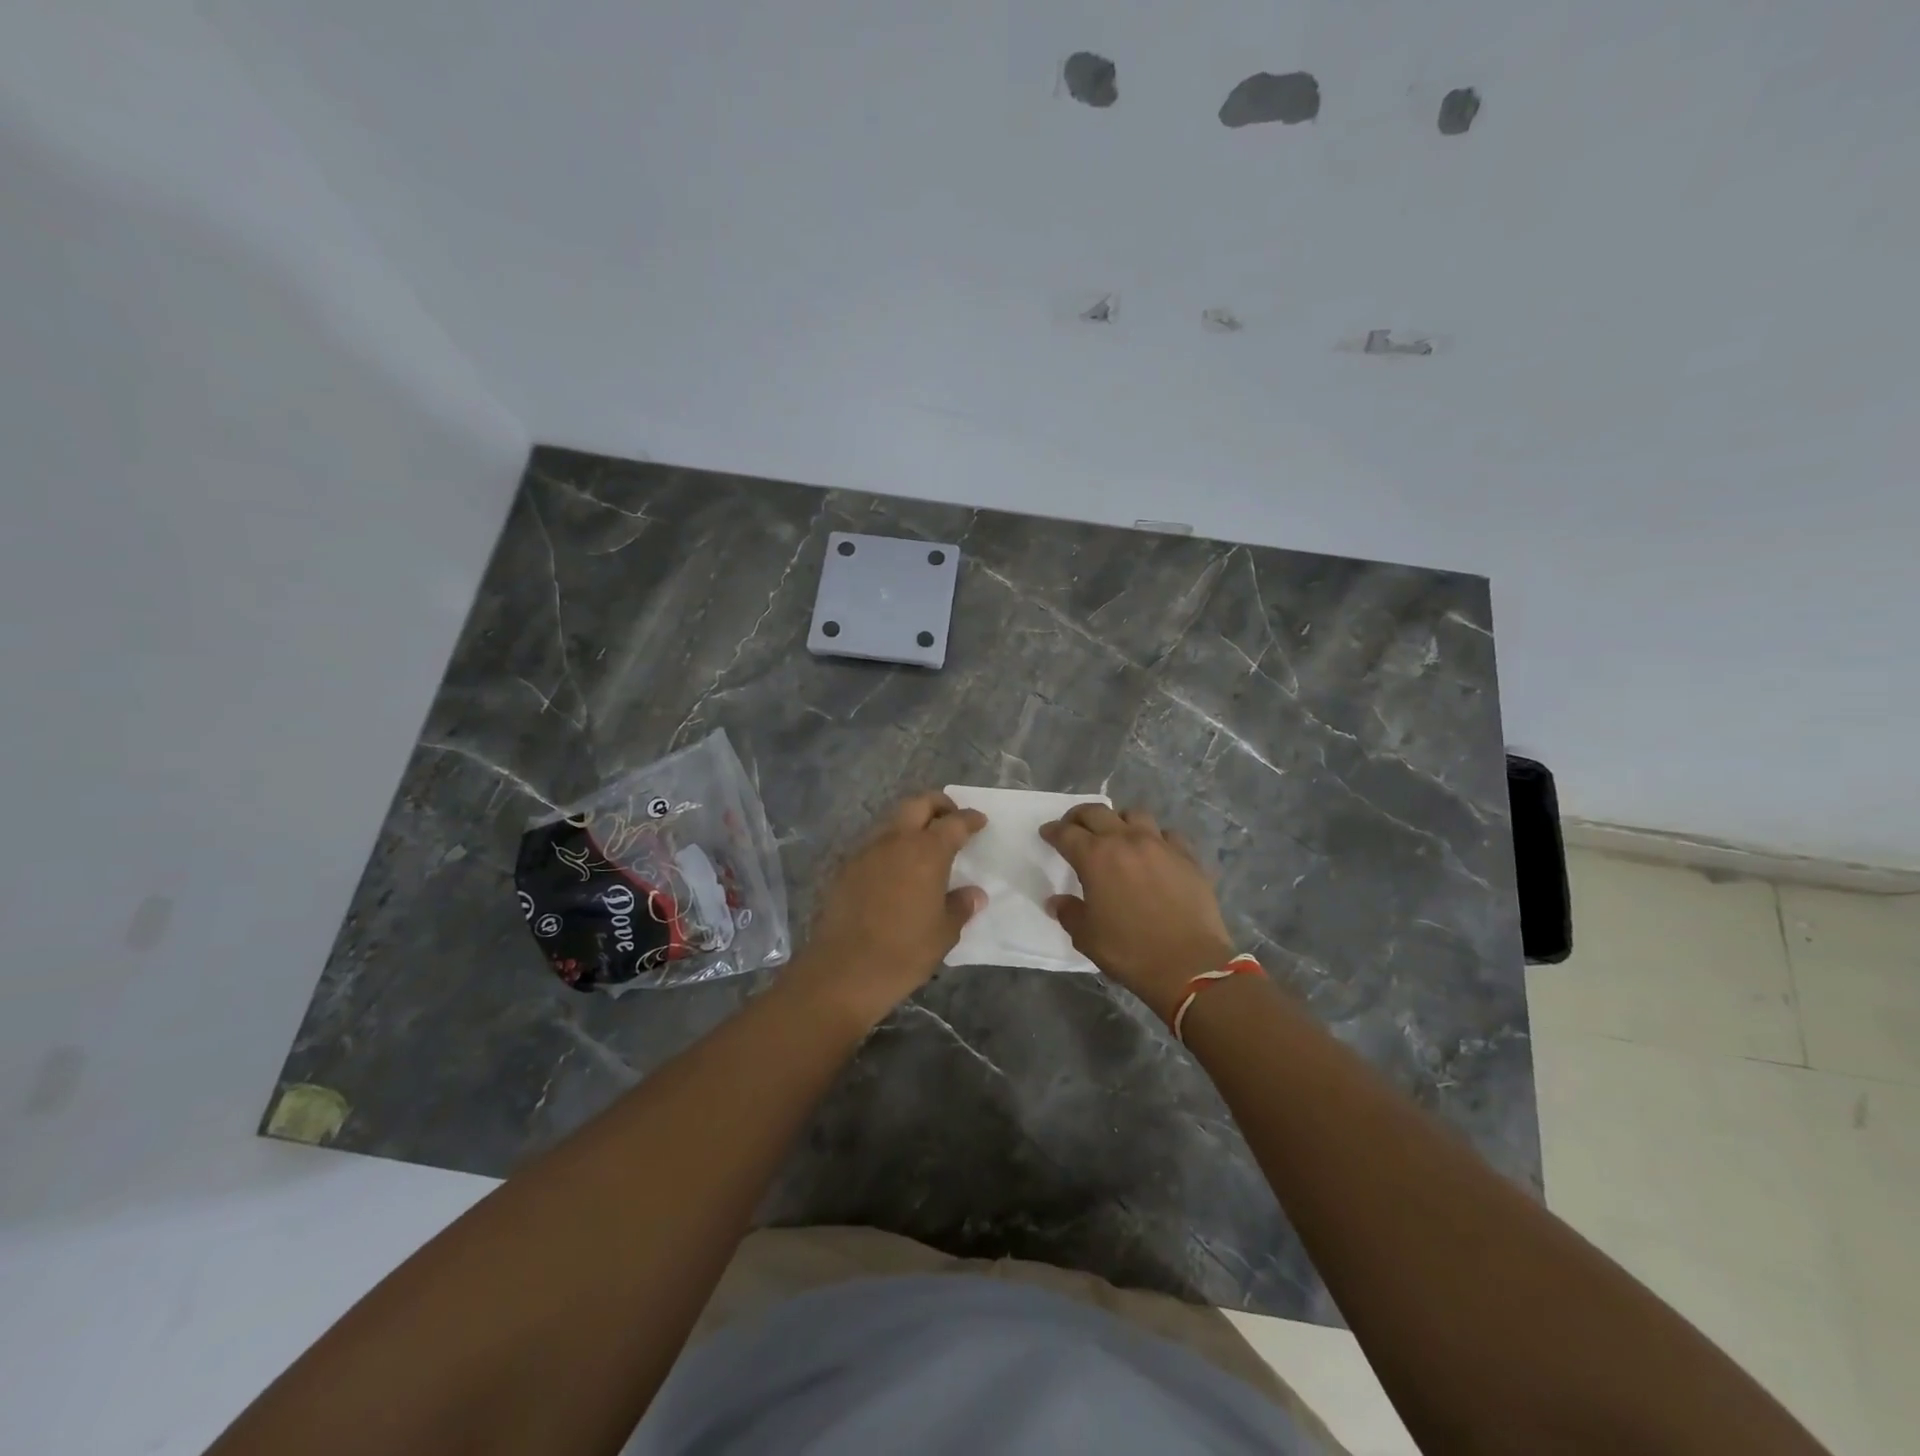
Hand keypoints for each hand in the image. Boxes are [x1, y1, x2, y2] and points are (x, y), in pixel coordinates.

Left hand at [797, 791, 986, 1022]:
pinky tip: (896, 868)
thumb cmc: (904, 952)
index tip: (979, 820)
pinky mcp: (846, 868)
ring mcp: (866, 851)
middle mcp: (895, 841)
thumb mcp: (944, 933)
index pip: (954, 823)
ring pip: (892, 821)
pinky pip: (874, 844)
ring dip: (911, 823)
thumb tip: (974, 894)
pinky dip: (890, 845)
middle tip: (951, 817)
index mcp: (926, 852)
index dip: (970, 818)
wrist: (843, 971)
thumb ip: (960, 906)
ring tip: (924, 843)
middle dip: (938, 805)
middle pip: (918, 804)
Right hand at [1042, 804, 1235, 1022]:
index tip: (1047, 833)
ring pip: (1135, 815)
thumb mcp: (1087, 937)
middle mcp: (1126, 841)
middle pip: (1097, 813)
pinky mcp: (1188, 857)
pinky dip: (1155, 838)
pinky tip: (1154, 852)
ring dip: (1119, 820)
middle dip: (1079, 816)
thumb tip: (1056, 901)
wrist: (1190, 965)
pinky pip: (1168, 835)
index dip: (1053, 831)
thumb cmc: (1130, 951)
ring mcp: (1160, 845)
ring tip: (1116, 834)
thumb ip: (1069, 912)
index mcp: (1096, 857)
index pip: (1066, 833)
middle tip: (1073, 826)